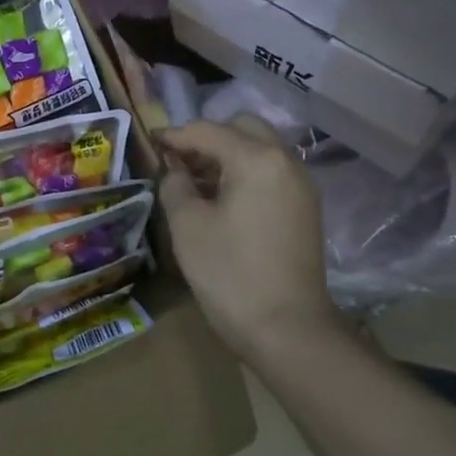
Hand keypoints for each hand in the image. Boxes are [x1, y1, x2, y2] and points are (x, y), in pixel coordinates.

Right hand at [158, 116, 349, 364]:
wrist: (286, 328)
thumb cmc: (229, 273)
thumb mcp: (187, 225)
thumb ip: (175, 185)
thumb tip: (174, 170)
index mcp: (256, 159)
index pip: (208, 130)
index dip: (175, 135)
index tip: (150, 141)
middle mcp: (286, 161)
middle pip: (243, 128)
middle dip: (207, 138)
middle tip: (178, 161)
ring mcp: (301, 185)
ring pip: (260, 150)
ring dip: (227, 155)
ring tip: (194, 182)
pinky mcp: (304, 208)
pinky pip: (270, 173)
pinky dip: (244, 173)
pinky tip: (221, 200)